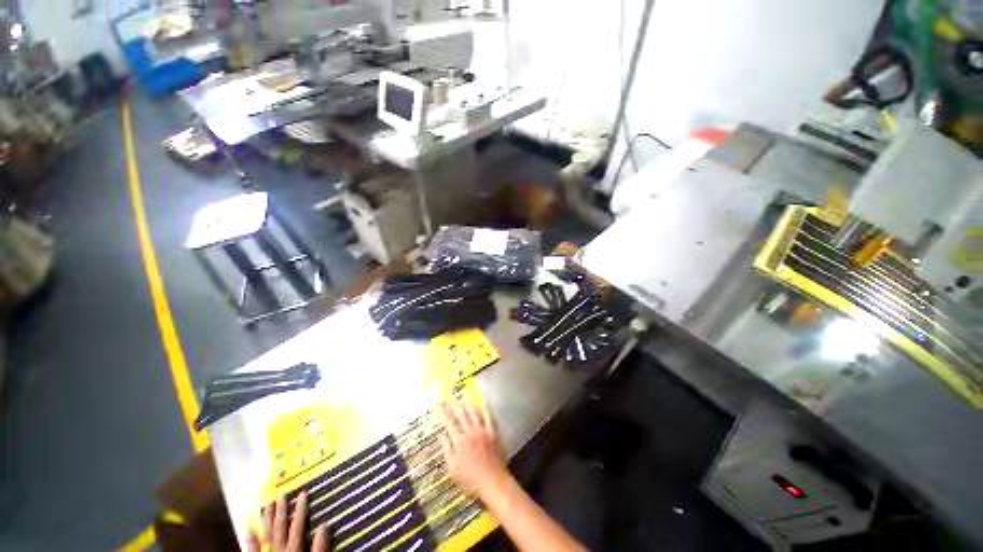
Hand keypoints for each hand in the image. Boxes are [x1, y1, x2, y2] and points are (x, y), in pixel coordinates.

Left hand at [247, 491, 328, 551]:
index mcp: (293, 549)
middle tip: (280, 494)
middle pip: (279, 528)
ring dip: (266, 520)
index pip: (297, 526)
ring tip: (266, 505)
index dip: (300, 509)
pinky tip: (249, 529)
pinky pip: (253, 551)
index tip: (302, 493)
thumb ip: (318, 548)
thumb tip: (323, 526)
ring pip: (266, 535)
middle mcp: (279, 549)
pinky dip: (251, 541)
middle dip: (281, 511)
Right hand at [440, 402, 509, 499]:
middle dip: (455, 406)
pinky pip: (488, 417)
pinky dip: (484, 410)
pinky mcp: (493, 432)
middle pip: (462, 414)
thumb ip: (447, 450)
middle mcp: (470, 432)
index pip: (449, 423)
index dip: (444, 413)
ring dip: (468, 405)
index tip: (440, 406)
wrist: (492, 480)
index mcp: (459, 441)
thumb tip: (442, 435)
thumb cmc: (470, 479)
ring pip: (475, 413)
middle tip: (451, 399)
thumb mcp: (452, 469)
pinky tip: (481, 406)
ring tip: (464, 400)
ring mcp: (483, 431)